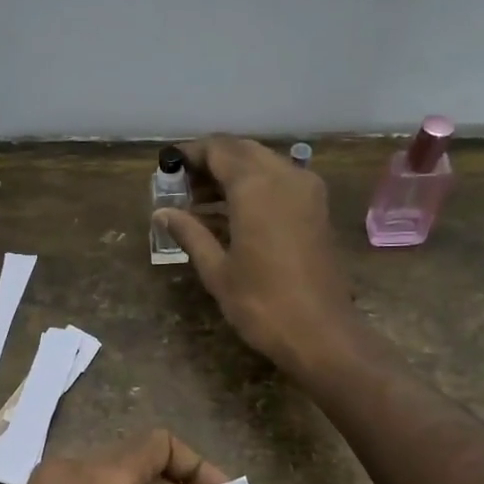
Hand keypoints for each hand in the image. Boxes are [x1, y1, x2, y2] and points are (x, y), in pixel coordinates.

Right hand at [158, 136, 362, 373]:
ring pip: (264, 164)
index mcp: (256, 186)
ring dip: (233, 174)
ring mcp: (307, 191)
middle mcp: (285, 176)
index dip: (190, 154)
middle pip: (242, 151)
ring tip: (201, 202)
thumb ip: (190, 233)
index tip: (167, 166)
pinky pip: (281, 181)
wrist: (321, 333)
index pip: (218, 149)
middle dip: (212, 162)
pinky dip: (255, 187)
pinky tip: (233, 213)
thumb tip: (162, 213)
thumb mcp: (217, 270)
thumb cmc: (261, 304)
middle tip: (183, 186)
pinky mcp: (317, 209)